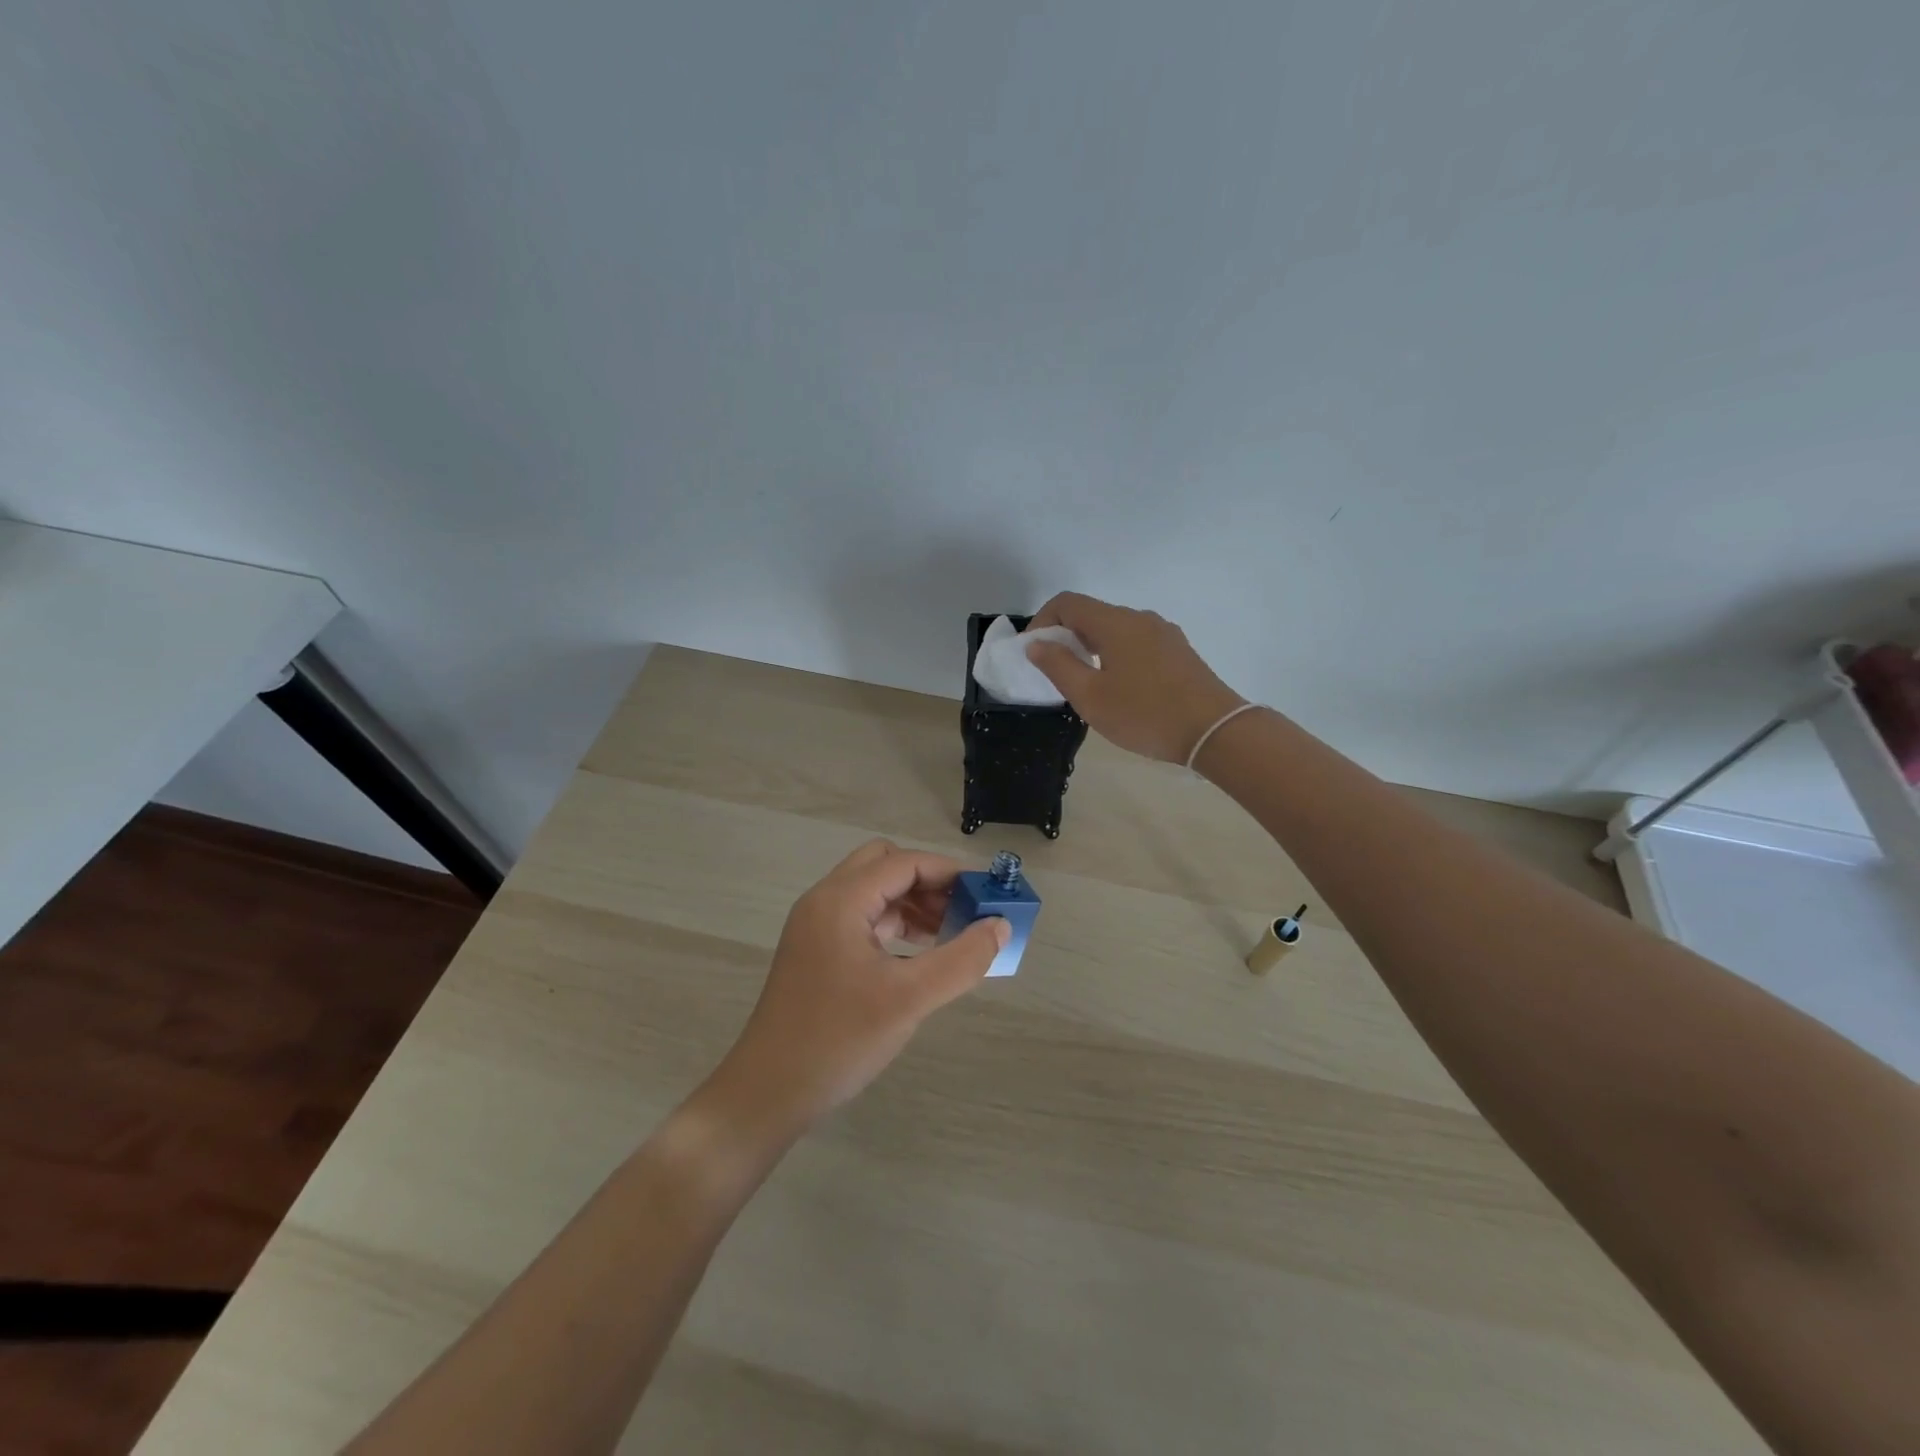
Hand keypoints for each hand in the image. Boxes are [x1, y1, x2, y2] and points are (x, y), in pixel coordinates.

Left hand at [708, 841, 1008, 1135]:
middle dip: (929, 882)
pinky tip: (920, 955)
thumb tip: (1000, 926)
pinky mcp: (816, 952)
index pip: (904, 862)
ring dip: (913, 903)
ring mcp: (817, 927)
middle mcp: (825, 902)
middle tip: (964, 912)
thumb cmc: (838, 1039)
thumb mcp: (909, 999)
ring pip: (874, 893)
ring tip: (952, 935)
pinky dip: (895, 926)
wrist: (767, 1094)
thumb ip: (961, 959)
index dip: (949, 872)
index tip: (987, 894)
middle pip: (885, 866)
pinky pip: (863, 920)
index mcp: (841, 900)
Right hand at [1025, 592, 1246, 762]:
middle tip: (1055, 671)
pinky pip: (1136, 642)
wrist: (1215, 731)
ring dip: (1091, 646)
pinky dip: (1115, 654)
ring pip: (1115, 629)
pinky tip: (1119, 686)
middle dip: (1065, 636)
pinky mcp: (1179, 651)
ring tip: (1085, 682)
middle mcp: (1140, 618)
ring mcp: (1164, 633)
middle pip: (1092, 614)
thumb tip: (1036, 644)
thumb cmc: (1145, 714)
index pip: (1067, 603)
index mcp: (1115, 623)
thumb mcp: (1090, 696)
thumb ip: (1058, 666)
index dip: (1042, 621)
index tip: (1033, 653)